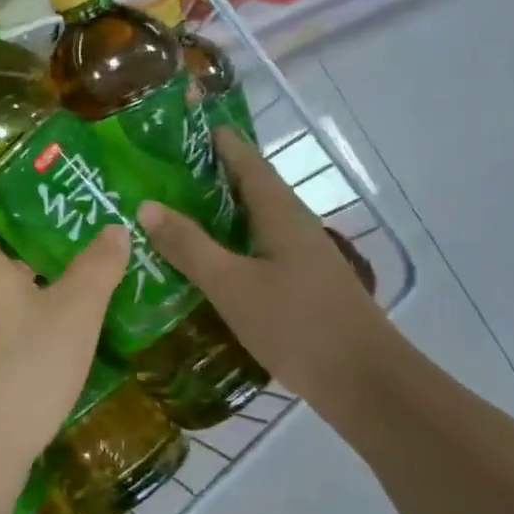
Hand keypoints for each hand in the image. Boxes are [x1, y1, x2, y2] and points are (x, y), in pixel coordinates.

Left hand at [0, 217, 129, 474]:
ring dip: (34, 291)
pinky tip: (55, 339)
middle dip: (38, 251)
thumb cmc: (24, 366)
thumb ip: (97, 267)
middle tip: (85, 246)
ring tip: (81, 288)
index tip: (57, 204)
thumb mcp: (74, 313)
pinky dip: (23, 323)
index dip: (17, 207)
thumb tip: (114, 228)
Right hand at [138, 130, 393, 398]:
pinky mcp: (301, 286)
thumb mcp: (231, 284)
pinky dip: (227, 247)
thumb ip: (189, 245)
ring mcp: (300, 258)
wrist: (366, 384)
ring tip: (170, 215)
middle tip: (159, 176)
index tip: (178, 129)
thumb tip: (147, 205)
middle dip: (206, 178)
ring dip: (215, 215)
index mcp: (280, 213)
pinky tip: (202, 265)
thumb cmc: (297, 324)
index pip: (246, 161)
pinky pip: (255, 252)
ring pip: (251, 223)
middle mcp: (293, 226)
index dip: (217, 141)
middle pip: (248, 189)